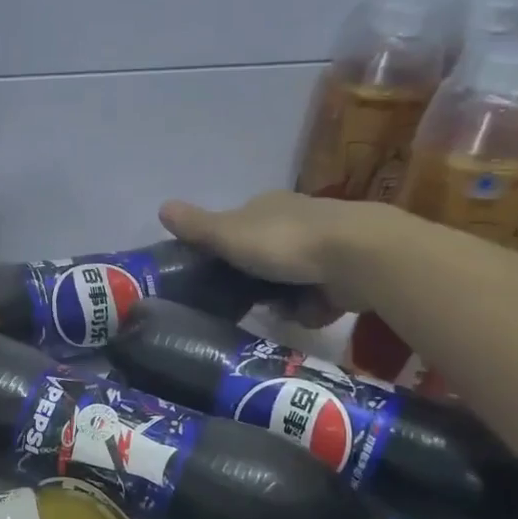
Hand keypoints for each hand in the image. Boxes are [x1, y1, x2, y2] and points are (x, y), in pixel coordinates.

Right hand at [160, 190, 399, 321]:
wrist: (356, 256)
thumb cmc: (284, 242)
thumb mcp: (229, 234)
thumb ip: (197, 227)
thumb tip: (161, 207)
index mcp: (268, 206)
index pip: (240, 225)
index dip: (227, 248)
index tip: (217, 274)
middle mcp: (297, 221)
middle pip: (266, 257)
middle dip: (257, 281)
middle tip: (245, 302)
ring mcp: (326, 247)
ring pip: (291, 281)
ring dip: (285, 300)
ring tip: (281, 312)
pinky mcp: (348, 273)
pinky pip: (319, 298)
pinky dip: (313, 308)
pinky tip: (311, 312)